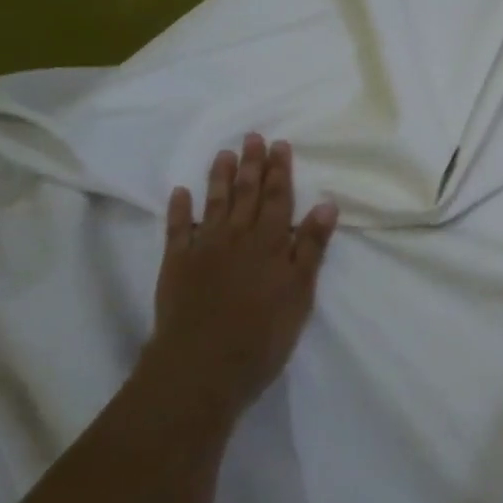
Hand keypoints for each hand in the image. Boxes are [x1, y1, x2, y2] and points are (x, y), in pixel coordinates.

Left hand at [149, 133, 338, 424]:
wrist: (201, 366)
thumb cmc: (262, 334)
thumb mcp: (299, 292)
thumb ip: (311, 247)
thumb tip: (326, 203)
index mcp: (270, 243)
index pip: (278, 198)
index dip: (280, 171)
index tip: (279, 144)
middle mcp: (237, 237)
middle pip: (247, 194)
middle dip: (252, 165)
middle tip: (253, 137)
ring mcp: (203, 248)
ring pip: (215, 204)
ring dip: (220, 177)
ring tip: (224, 153)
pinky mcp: (176, 265)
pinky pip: (177, 229)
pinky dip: (179, 210)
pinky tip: (181, 192)